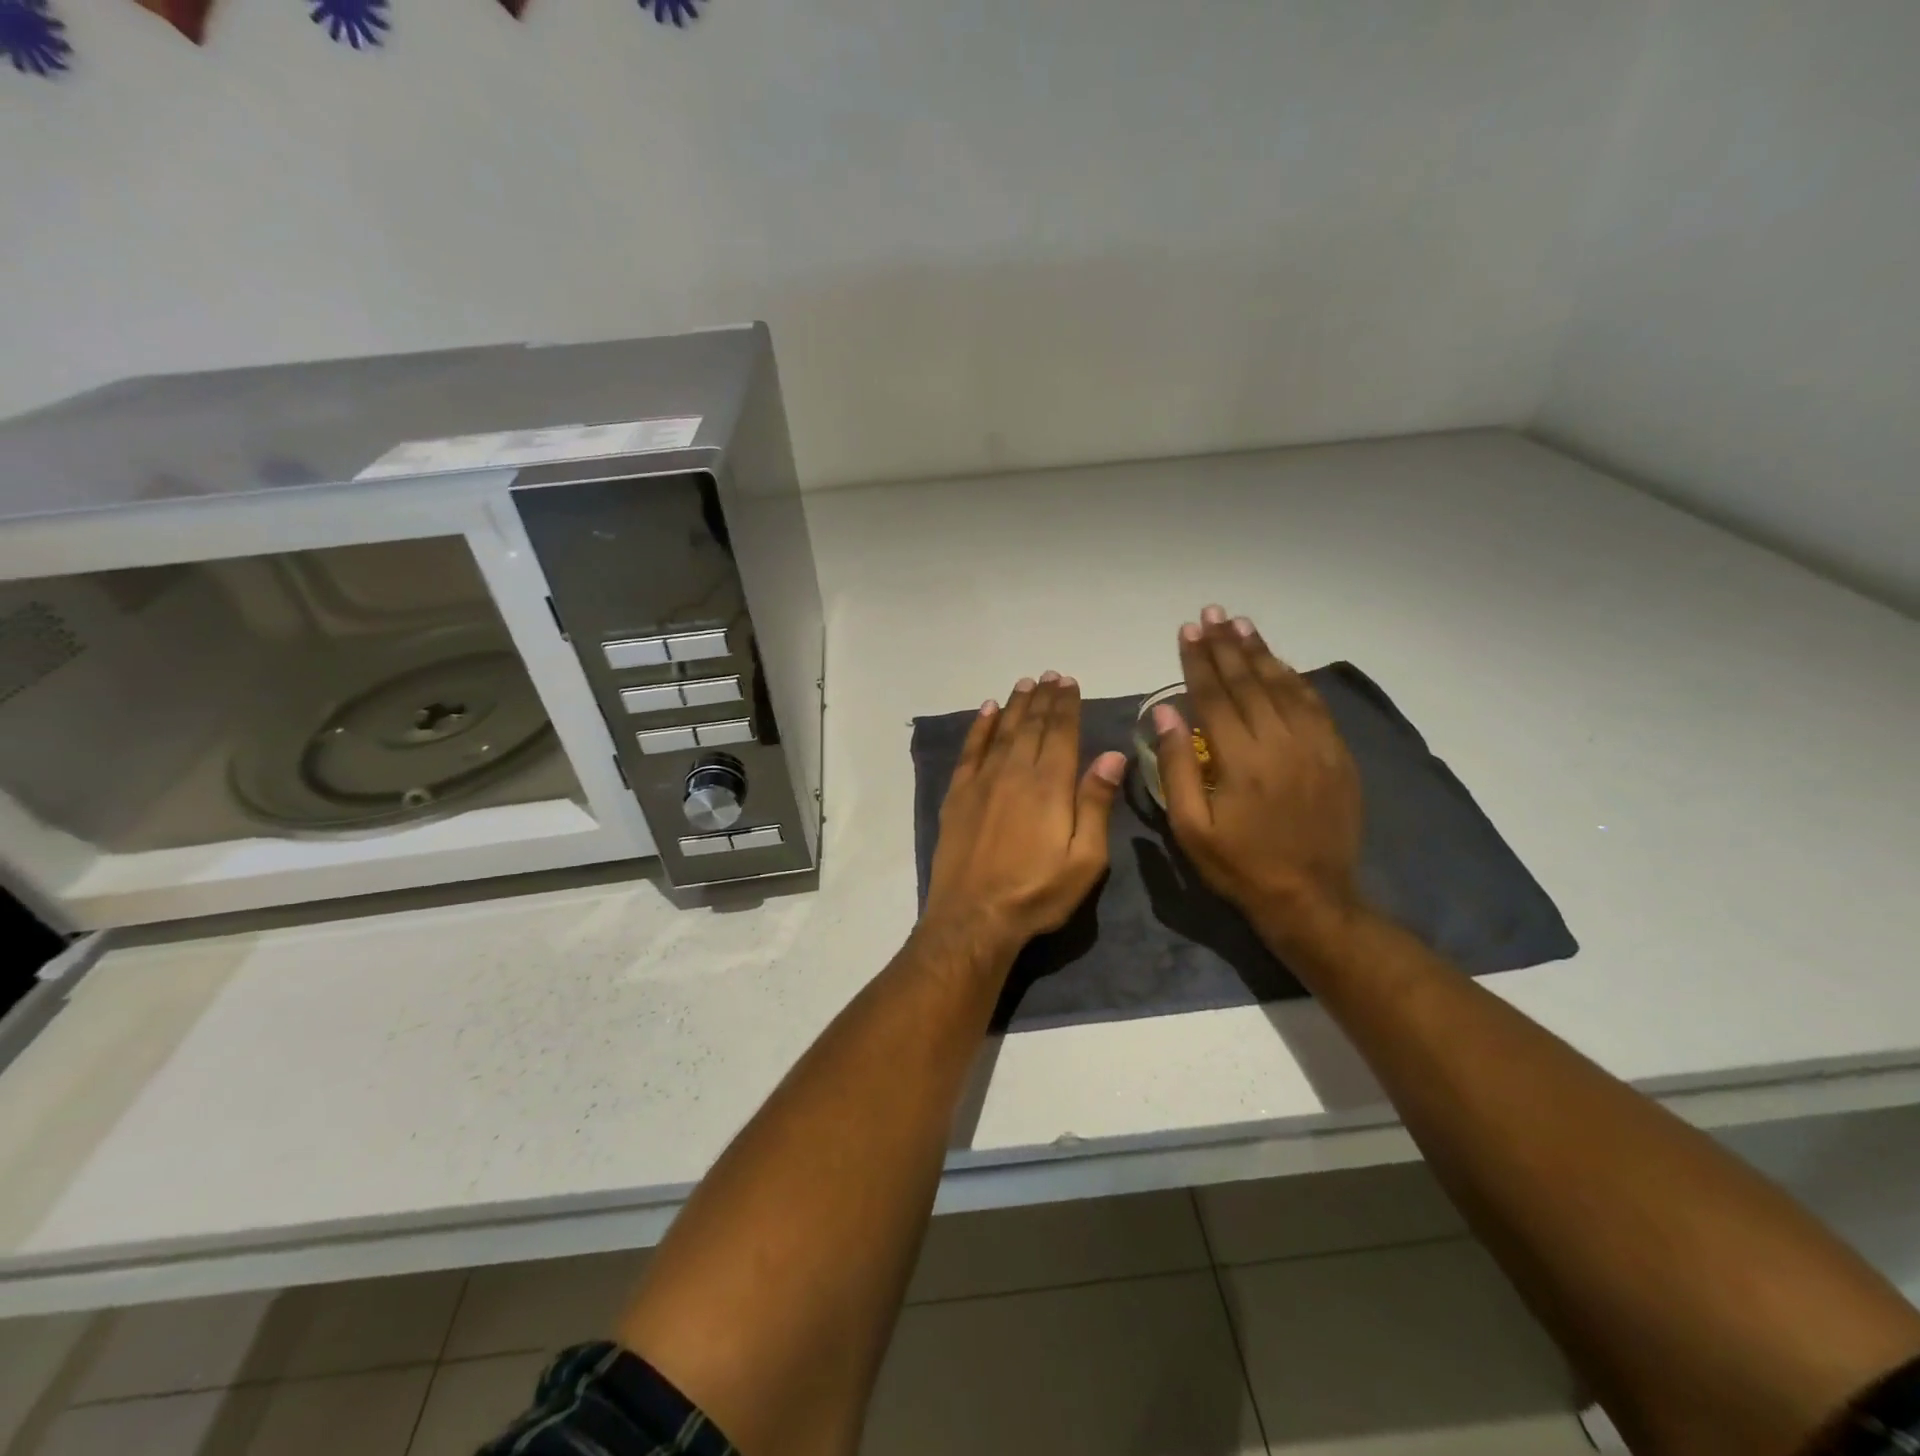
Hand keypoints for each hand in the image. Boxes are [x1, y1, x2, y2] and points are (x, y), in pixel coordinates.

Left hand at [924, 672, 1126, 962]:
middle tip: (1050, 676)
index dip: (1067, 705)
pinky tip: (986, 711)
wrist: (974, 917)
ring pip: (1002, 731)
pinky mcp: (958, 795)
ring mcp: (982, 781)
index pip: (1062, 733)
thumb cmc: (1037, 893)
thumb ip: (1095, 803)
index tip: (1070, 682)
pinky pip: (970, 750)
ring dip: (1015, 705)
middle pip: (1032, 726)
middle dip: (1044, 699)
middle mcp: (1015, 772)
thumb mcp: (1085, 859)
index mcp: (1050, 786)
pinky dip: (979, 727)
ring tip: (1025, 684)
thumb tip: (1112, 755)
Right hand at [1153, 607, 1363, 943]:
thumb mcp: (1190, 826)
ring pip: (1284, 685)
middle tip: (1211, 614)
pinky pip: (1313, 705)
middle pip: (1249, 681)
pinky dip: (1294, 678)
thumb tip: (1165, 711)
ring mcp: (1314, 746)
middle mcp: (1280, 741)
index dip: (1198, 660)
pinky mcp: (1336, 755)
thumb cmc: (1239, 865)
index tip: (1187, 630)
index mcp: (1240, 759)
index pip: (1214, 695)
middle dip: (1226, 645)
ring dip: (1260, 653)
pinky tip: (1279, 663)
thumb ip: (1176, 766)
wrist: (1311, 898)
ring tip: (1241, 625)